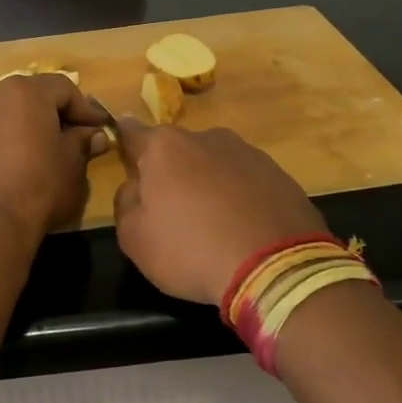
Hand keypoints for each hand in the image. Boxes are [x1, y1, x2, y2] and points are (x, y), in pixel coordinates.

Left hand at [0, 74, 109, 243]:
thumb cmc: (37, 186)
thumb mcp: (71, 164)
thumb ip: (82, 142)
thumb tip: (93, 135)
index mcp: (25, 91)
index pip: (63, 88)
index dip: (84, 108)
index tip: (99, 127)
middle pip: (31, 97)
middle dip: (53, 115)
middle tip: (73, 139)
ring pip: (6, 115)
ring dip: (26, 128)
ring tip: (42, 154)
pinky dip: (4, 142)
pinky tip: (15, 167)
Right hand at [111, 121, 326, 303]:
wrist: (276, 269)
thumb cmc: (191, 249)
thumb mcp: (134, 237)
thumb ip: (126, 201)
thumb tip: (136, 186)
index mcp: (166, 147)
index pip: (133, 133)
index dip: (123, 140)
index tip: (120, 145)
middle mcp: (208, 138)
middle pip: (177, 151)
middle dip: (171, 173)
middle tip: (170, 210)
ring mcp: (249, 153)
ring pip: (214, 165)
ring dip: (207, 185)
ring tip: (212, 224)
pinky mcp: (281, 175)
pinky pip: (246, 183)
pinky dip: (239, 198)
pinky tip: (242, 229)